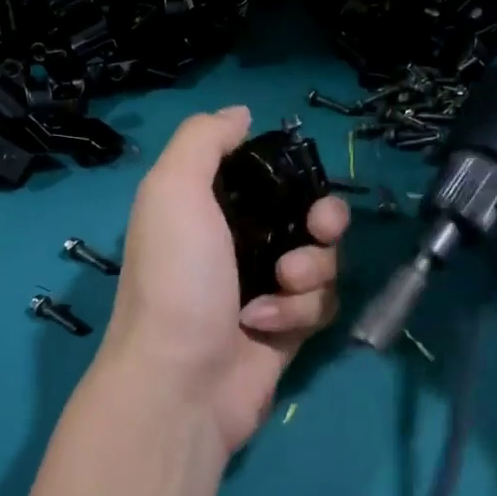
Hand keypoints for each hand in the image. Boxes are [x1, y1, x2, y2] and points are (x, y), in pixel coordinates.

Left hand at [99, 106, 349, 454]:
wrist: (181, 381)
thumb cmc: (177, 277)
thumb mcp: (173, 190)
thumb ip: (203, 140)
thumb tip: (241, 114)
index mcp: (208, 209)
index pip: (267, 177)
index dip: (292, 175)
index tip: (302, 181)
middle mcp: (238, 245)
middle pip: (308, 216)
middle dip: (323, 220)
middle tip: (316, 230)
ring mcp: (264, 290)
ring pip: (322, 260)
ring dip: (309, 271)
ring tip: (278, 287)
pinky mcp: (286, 331)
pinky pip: (321, 304)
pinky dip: (300, 311)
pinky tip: (265, 326)